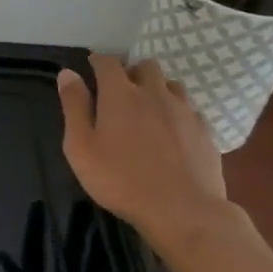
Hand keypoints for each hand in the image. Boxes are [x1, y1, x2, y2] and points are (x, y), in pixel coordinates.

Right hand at [56, 53, 229, 250]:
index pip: (108, 62)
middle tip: (120, 92)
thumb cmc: (120, 180)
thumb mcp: (81, 147)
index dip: (98, 61)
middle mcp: (155, 93)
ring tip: (148, 110)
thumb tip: (68, 73)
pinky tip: (172, 132)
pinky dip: (177, 112)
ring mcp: (184, 111)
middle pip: (145, 66)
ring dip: (157, 89)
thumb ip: (74, 107)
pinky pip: (189, 109)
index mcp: (120, 95)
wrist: (183, 211)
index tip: (91, 67)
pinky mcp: (205, 131)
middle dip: (131, 72)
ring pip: (171, 84)